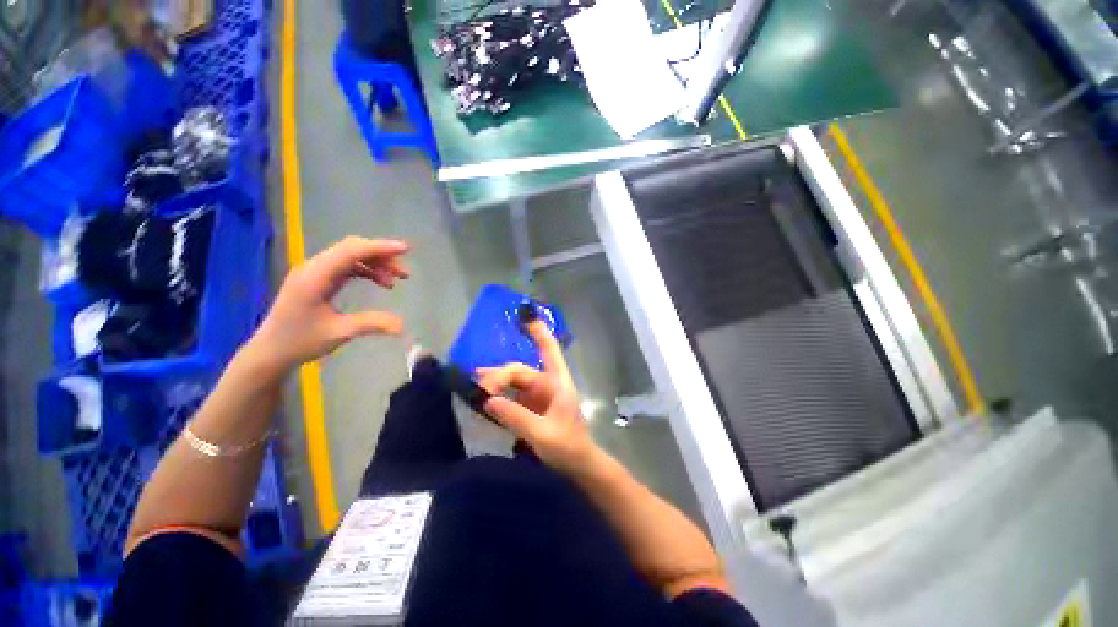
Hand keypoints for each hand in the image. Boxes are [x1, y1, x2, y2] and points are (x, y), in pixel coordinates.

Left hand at [247, 236, 409, 374]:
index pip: (351, 251)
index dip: (380, 248)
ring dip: (376, 263)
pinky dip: (367, 270)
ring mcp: (315, 271)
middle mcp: (314, 267)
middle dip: (382, 256)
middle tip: (404, 274)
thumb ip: (372, 324)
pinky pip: (347, 265)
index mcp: (315, 277)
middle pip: (352, 248)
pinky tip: (380, 282)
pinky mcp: (318, 278)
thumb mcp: (339, 333)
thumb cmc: (300, 342)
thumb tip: (403, 325)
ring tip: (396, 280)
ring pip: (351, 256)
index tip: (406, 249)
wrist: (271, 351)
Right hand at [476, 320, 598, 474]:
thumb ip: (516, 417)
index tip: (526, 316)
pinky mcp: (530, 408)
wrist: (579, 466)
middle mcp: (547, 384)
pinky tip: (484, 397)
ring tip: (475, 384)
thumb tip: (488, 400)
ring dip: (496, 382)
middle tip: (479, 384)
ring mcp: (538, 396)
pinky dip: (498, 395)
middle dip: (499, 374)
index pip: (549, 351)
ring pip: (514, 382)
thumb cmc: (568, 447)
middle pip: (520, 371)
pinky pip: (511, 396)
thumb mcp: (542, 434)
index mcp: (557, 383)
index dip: (538, 332)